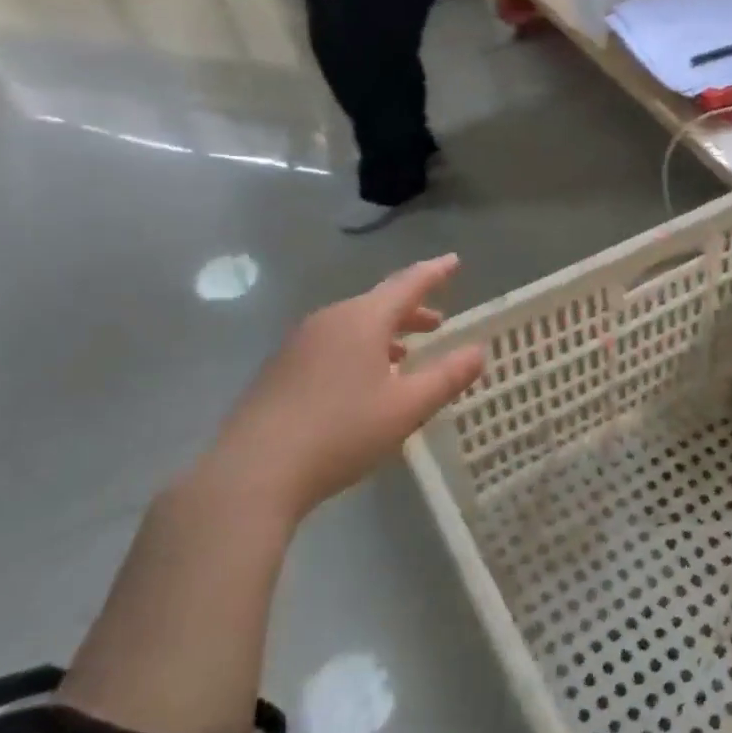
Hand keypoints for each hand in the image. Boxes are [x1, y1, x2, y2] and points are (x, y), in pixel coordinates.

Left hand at [200, 255, 485, 518]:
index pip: (407, 283)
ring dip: (385, 334)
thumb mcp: (407, 408)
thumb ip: (447, 376)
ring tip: (404, 355)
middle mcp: (330, 320)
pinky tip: (362, 381)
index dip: (434, 272)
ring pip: (354, 325)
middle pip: (378, 303)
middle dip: (411, 310)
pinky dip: (359, 350)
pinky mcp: (280, 369)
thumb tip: (478, 351)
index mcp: (363, 320)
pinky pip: (332, 344)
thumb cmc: (341, 432)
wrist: (253, 472)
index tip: (454, 261)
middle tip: (437, 322)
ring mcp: (299, 343)